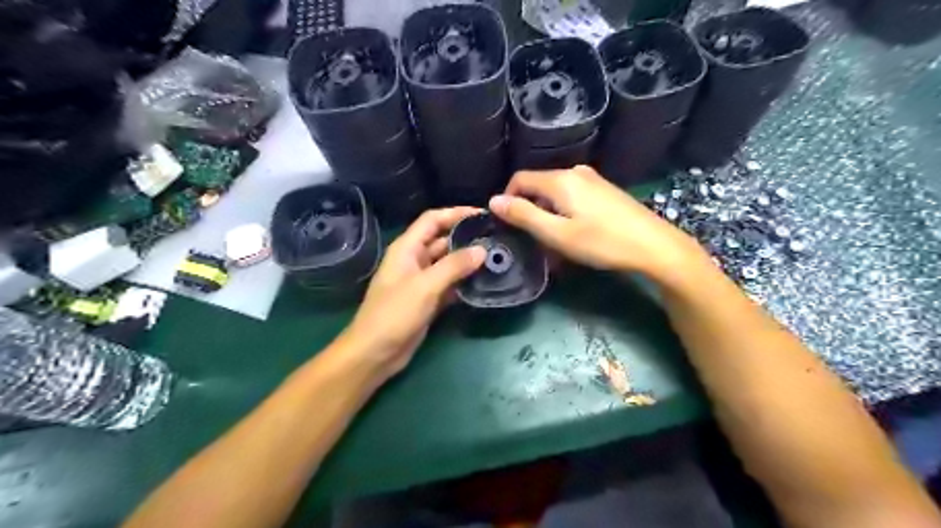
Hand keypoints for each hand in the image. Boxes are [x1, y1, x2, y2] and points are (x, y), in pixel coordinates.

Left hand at [341, 205, 484, 378]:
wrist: (375, 353)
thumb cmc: (394, 313)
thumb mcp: (425, 286)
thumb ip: (454, 266)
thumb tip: (482, 250)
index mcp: (407, 248)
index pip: (433, 220)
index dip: (456, 213)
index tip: (483, 214)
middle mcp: (414, 260)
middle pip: (443, 240)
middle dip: (467, 238)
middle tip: (496, 238)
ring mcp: (421, 281)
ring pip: (448, 264)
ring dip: (468, 261)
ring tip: (496, 257)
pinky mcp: (428, 300)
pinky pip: (449, 285)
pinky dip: (464, 282)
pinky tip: (484, 282)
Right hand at [489, 167, 708, 286]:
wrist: (654, 246)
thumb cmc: (602, 242)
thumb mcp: (557, 234)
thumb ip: (523, 216)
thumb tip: (493, 201)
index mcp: (560, 180)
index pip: (520, 179)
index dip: (508, 200)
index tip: (509, 226)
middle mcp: (575, 172)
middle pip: (538, 186)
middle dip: (530, 211)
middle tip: (535, 240)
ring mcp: (593, 179)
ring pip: (556, 193)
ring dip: (548, 214)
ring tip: (556, 242)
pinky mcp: (605, 190)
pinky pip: (573, 196)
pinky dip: (565, 212)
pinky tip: (577, 233)